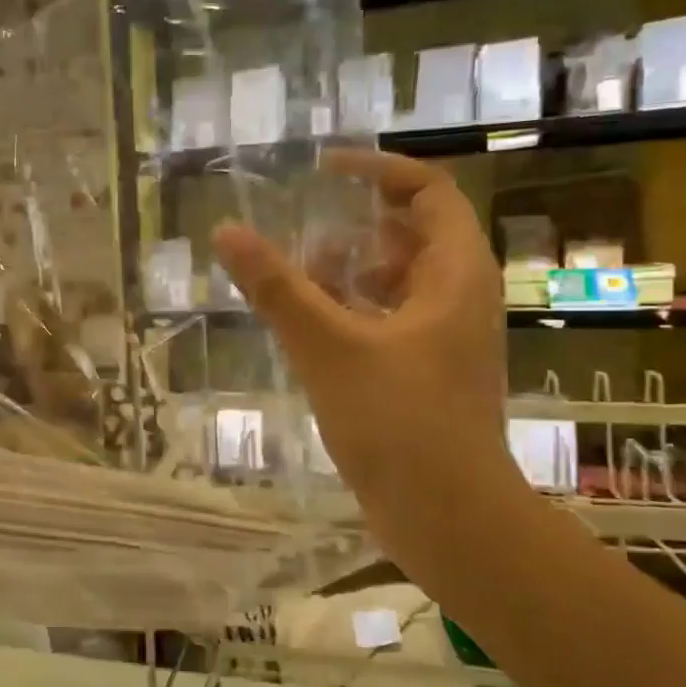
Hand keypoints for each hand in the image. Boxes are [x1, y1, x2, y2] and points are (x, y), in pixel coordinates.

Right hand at [212, 151, 511, 573]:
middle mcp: (459, 299)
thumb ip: (277, 288)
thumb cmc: (398, 422)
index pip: (427, 193)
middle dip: (359, 225)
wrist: (448, 517)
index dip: (377, 171)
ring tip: (300, 276)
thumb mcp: (329, 346)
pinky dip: (354, 313)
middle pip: (414, 235)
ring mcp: (445, 341)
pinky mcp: (427, 376)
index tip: (323, 169)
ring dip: (353, 271)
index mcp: (456, 275)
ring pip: (399, 283)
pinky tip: (312, 330)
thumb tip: (226, 232)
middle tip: (304, 228)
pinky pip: (390, 323)